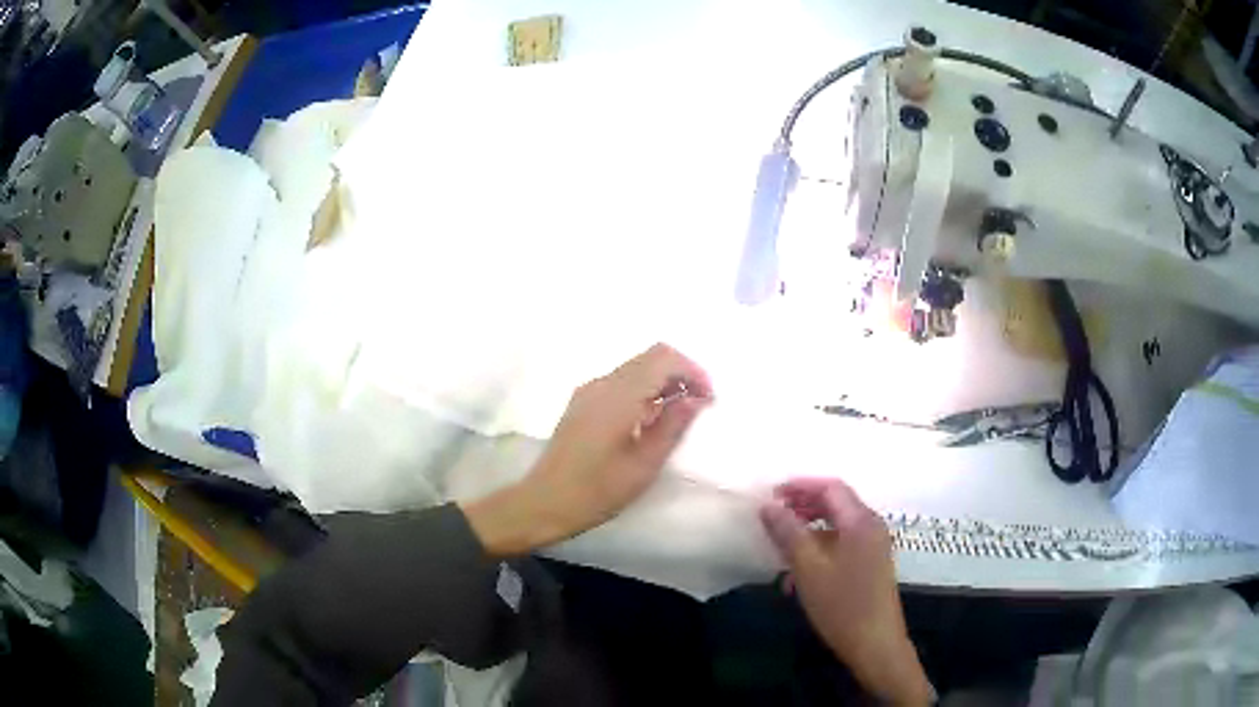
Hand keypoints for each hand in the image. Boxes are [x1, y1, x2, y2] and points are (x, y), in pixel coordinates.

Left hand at [463, 343, 711, 555]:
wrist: (545, 502)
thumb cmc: (597, 490)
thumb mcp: (644, 464)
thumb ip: (673, 425)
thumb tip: (696, 398)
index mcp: (619, 396)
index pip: (664, 358)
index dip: (693, 371)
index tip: (709, 399)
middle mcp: (602, 383)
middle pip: (650, 357)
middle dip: (680, 373)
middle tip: (699, 405)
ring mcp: (589, 390)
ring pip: (636, 367)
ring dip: (662, 381)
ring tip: (678, 415)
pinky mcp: (582, 402)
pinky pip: (621, 382)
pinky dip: (643, 390)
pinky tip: (649, 420)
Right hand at [761, 479, 933, 705]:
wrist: (875, 644)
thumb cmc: (842, 605)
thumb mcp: (808, 568)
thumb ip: (788, 533)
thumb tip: (768, 505)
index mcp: (860, 521)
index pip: (830, 487)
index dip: (800, 486)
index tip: (771, 494)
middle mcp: (871, 527)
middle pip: (836, 503)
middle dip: (803, 505)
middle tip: (773, 515)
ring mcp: (874, 546)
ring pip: (838, 525)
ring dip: (809, 528)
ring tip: (781, 543)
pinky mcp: (871, 564)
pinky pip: (843, 543)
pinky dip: (820, 547)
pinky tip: (798, 571)